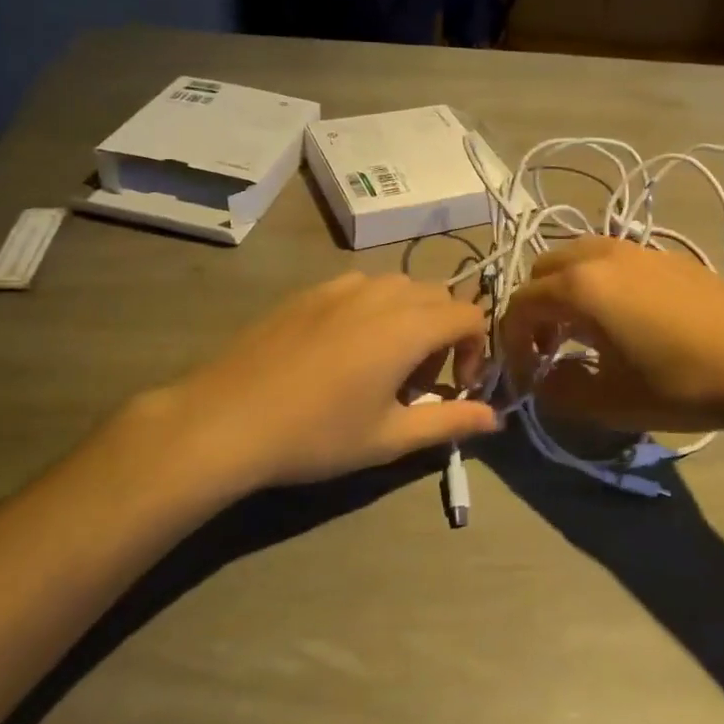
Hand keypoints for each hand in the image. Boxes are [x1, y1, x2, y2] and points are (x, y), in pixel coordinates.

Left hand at [122, 272, 499, 492]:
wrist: (228, 419)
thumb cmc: (318, 434)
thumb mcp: (390, 437)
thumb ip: (450, 421)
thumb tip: (495, 419)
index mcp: (409, 326)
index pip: (470, 316)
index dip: (475, 351)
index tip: (455, 387)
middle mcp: (382, 293)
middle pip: (439, 297)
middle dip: (445, 334)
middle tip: (419, 382)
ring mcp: (342, 286)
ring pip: (400, 288)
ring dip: (412, 318)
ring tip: (385, 364)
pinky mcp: (311, 291)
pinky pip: (363, 287)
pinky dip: (376, 309)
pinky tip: (345, 349)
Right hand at [498, 237, 723, 433]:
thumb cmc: (680, 383)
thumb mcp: (609, 402)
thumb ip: (559, 392)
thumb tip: (543, 382)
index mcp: (580, 286)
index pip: (520, 304)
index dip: (513, 343)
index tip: (527, 378)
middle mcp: (601, 255)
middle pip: (544, 270)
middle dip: (535, 310)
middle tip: (548, 350)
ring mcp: (637, 249)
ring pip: (578, 259)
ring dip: (566, 292)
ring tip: (582, 334)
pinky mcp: (667, 256)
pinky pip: (611, 261)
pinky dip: (597, 283)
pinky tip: (623, 321)